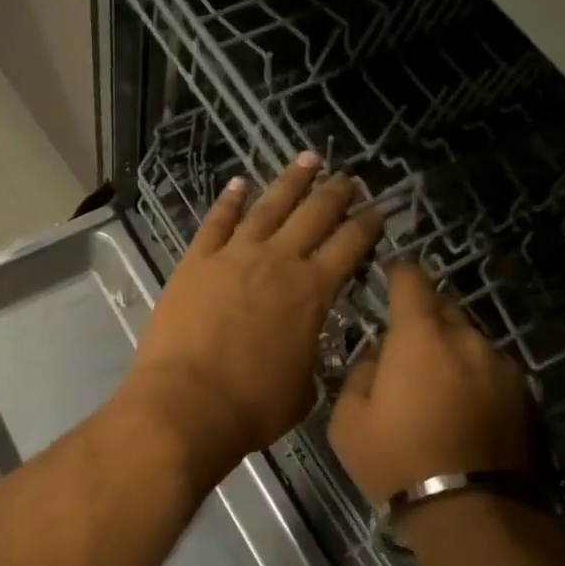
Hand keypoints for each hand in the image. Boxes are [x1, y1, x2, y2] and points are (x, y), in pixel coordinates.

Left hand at [122, 152, 383, 481]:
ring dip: (290, 181)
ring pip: (268, 207)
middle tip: (348, 177)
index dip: (367, 225)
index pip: (349, 246)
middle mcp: (277, 262)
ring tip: (307, 159)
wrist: (187, 403)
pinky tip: (239, 184)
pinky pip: (216, 222)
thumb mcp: (303, 388)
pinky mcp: (195, 262)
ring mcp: (233, 256)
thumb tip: (304, 345)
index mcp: (312, 292)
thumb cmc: (252, 406)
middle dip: (335, 193)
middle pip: (313, 215)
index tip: (378, 210)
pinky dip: (229, 201)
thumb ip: (309, 355)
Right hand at [328, 263, 533, 502]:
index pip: (412, 282)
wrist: (471, 512)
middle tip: (406, 342)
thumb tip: (378, 360)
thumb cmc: (397, 460)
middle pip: (445, 309)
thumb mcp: (347, 421)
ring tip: (436, 385)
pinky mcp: (526, 398)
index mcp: (420, 337)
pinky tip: (464, 410)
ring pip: (471, 342)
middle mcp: (467, 340)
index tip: (391, 273)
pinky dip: (475, 379)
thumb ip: (359, 374)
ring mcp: (502, 368)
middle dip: (425, 316)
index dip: (399, 273)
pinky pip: (492, 372)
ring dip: (452, 351)